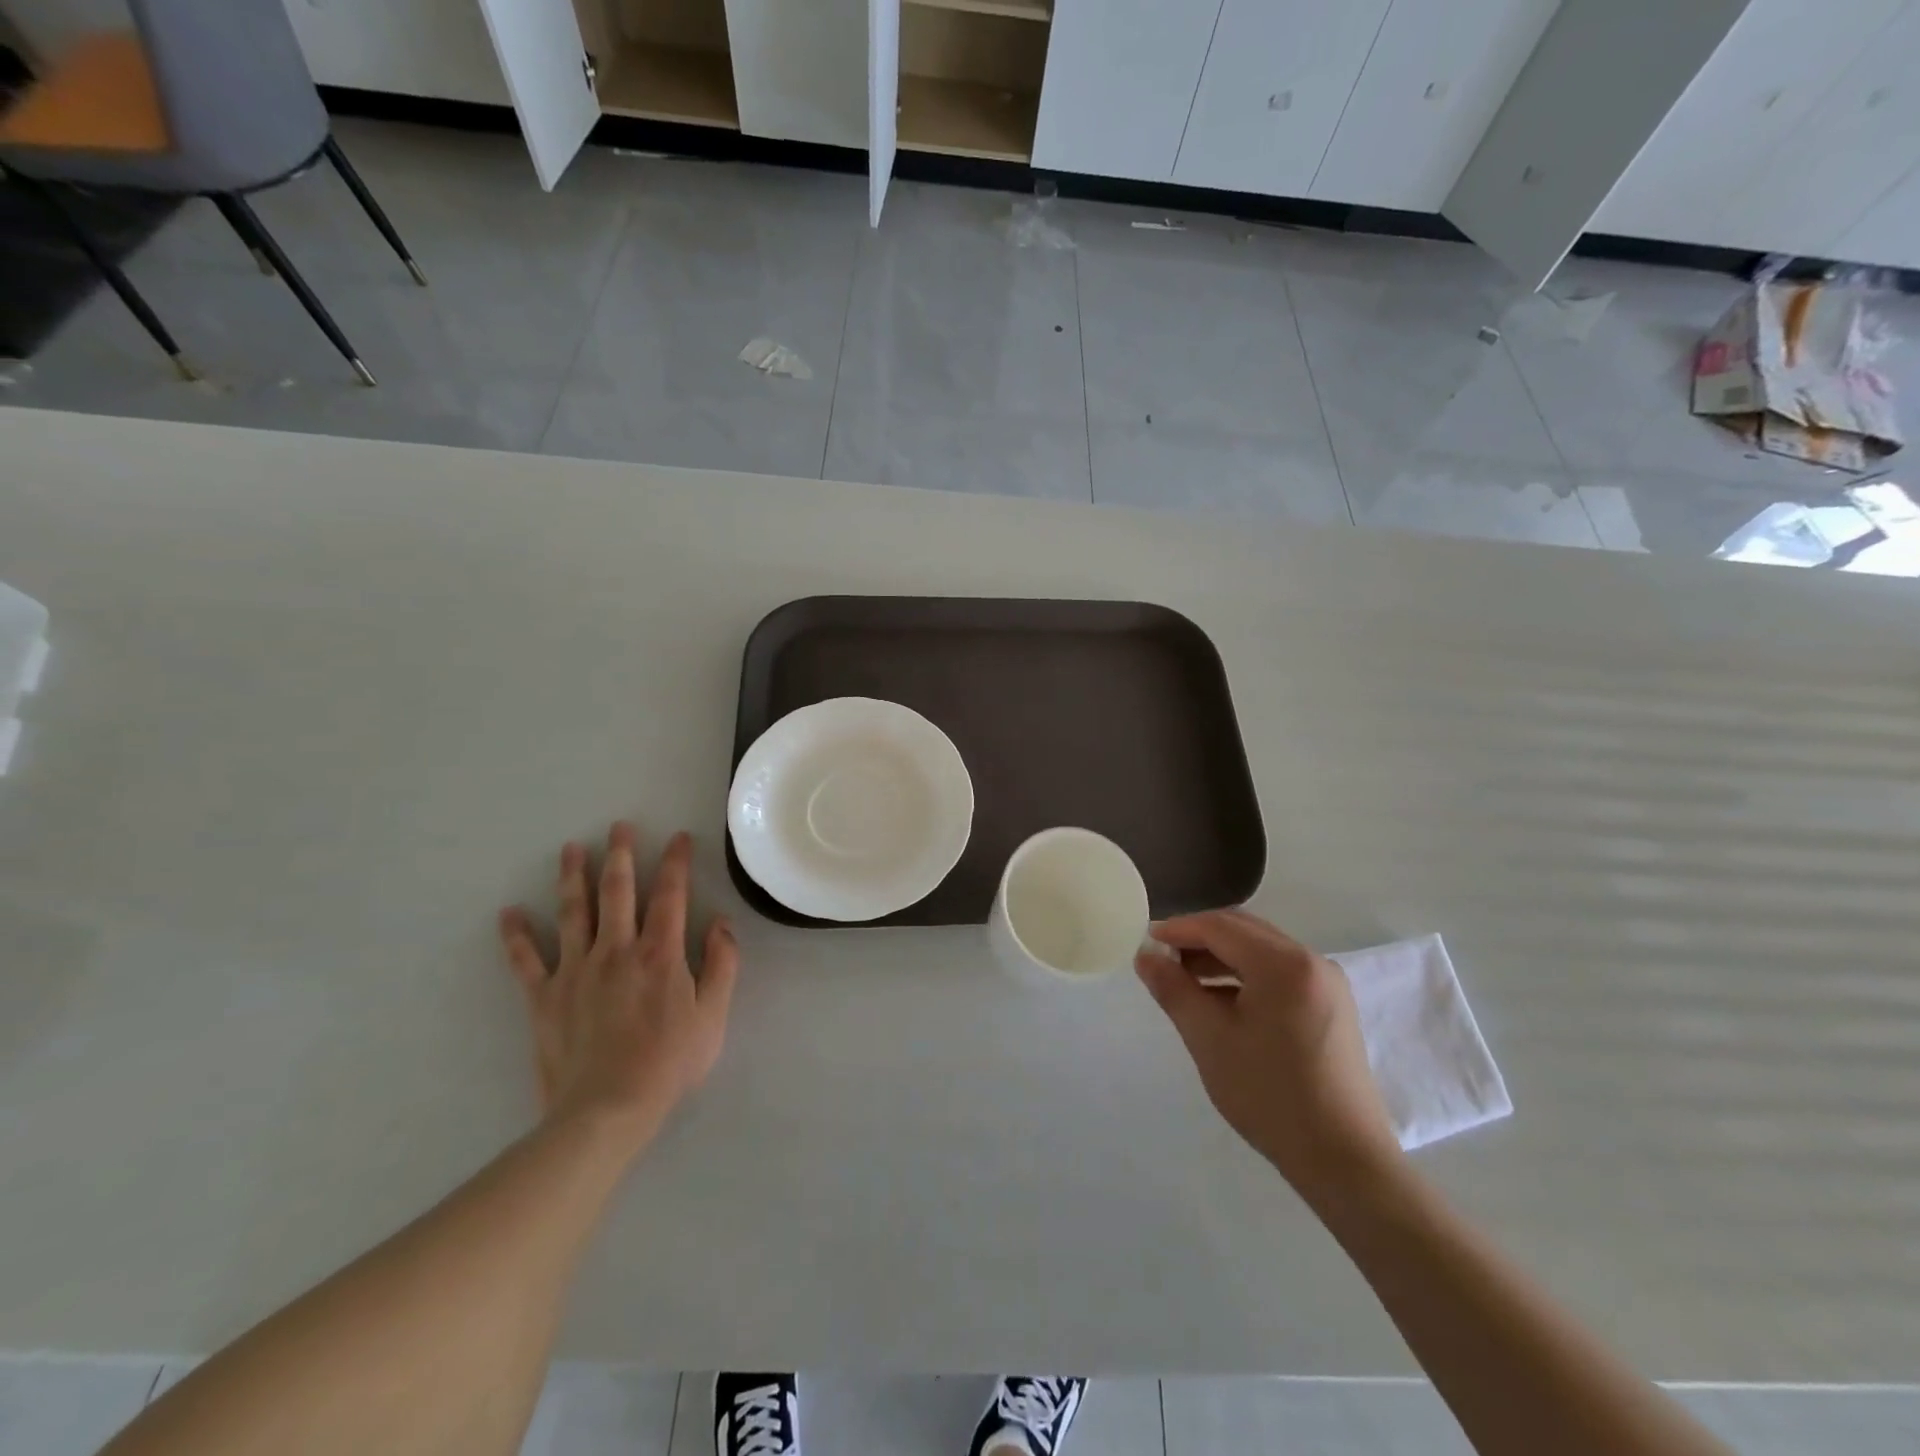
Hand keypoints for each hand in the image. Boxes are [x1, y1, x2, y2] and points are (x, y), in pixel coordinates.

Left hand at [499, 824, 738, 1152]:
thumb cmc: (669, 1062)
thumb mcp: (713, 1015)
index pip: (670, 895)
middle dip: (621, 855)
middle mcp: (617, 950)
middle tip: (619, 826)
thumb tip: (720, 923)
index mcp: (660, 953)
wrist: (608, 1109)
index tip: (679, 838)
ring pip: (573, 913)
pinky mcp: (545, 997)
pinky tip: (508, 913)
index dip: (675, 862)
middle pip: (617, 892)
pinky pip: (526, 961)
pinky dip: (516, 936)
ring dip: (572, 877)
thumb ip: (722, 965)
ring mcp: (576, 970)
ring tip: (571, 848)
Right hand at [1136, 909, 1402, 1204]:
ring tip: (1186, 983)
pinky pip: (1280, 972)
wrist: (1344, 1160)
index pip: (1220, 927)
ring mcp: (1327, 984)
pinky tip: (1222, 1002)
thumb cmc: (1270, 1095)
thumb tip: (1145, 956)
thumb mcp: (1210, 1039)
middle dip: (1200, 939)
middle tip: (1163, 960)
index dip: (1179, 929)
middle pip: (1244, 931)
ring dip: (1221, 957)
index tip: (1146, 941)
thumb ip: (1174, 990)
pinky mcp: (1332, 1006)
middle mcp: (1311, 961)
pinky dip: (1246, 975)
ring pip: (1262, 951)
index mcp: (1284, 964)